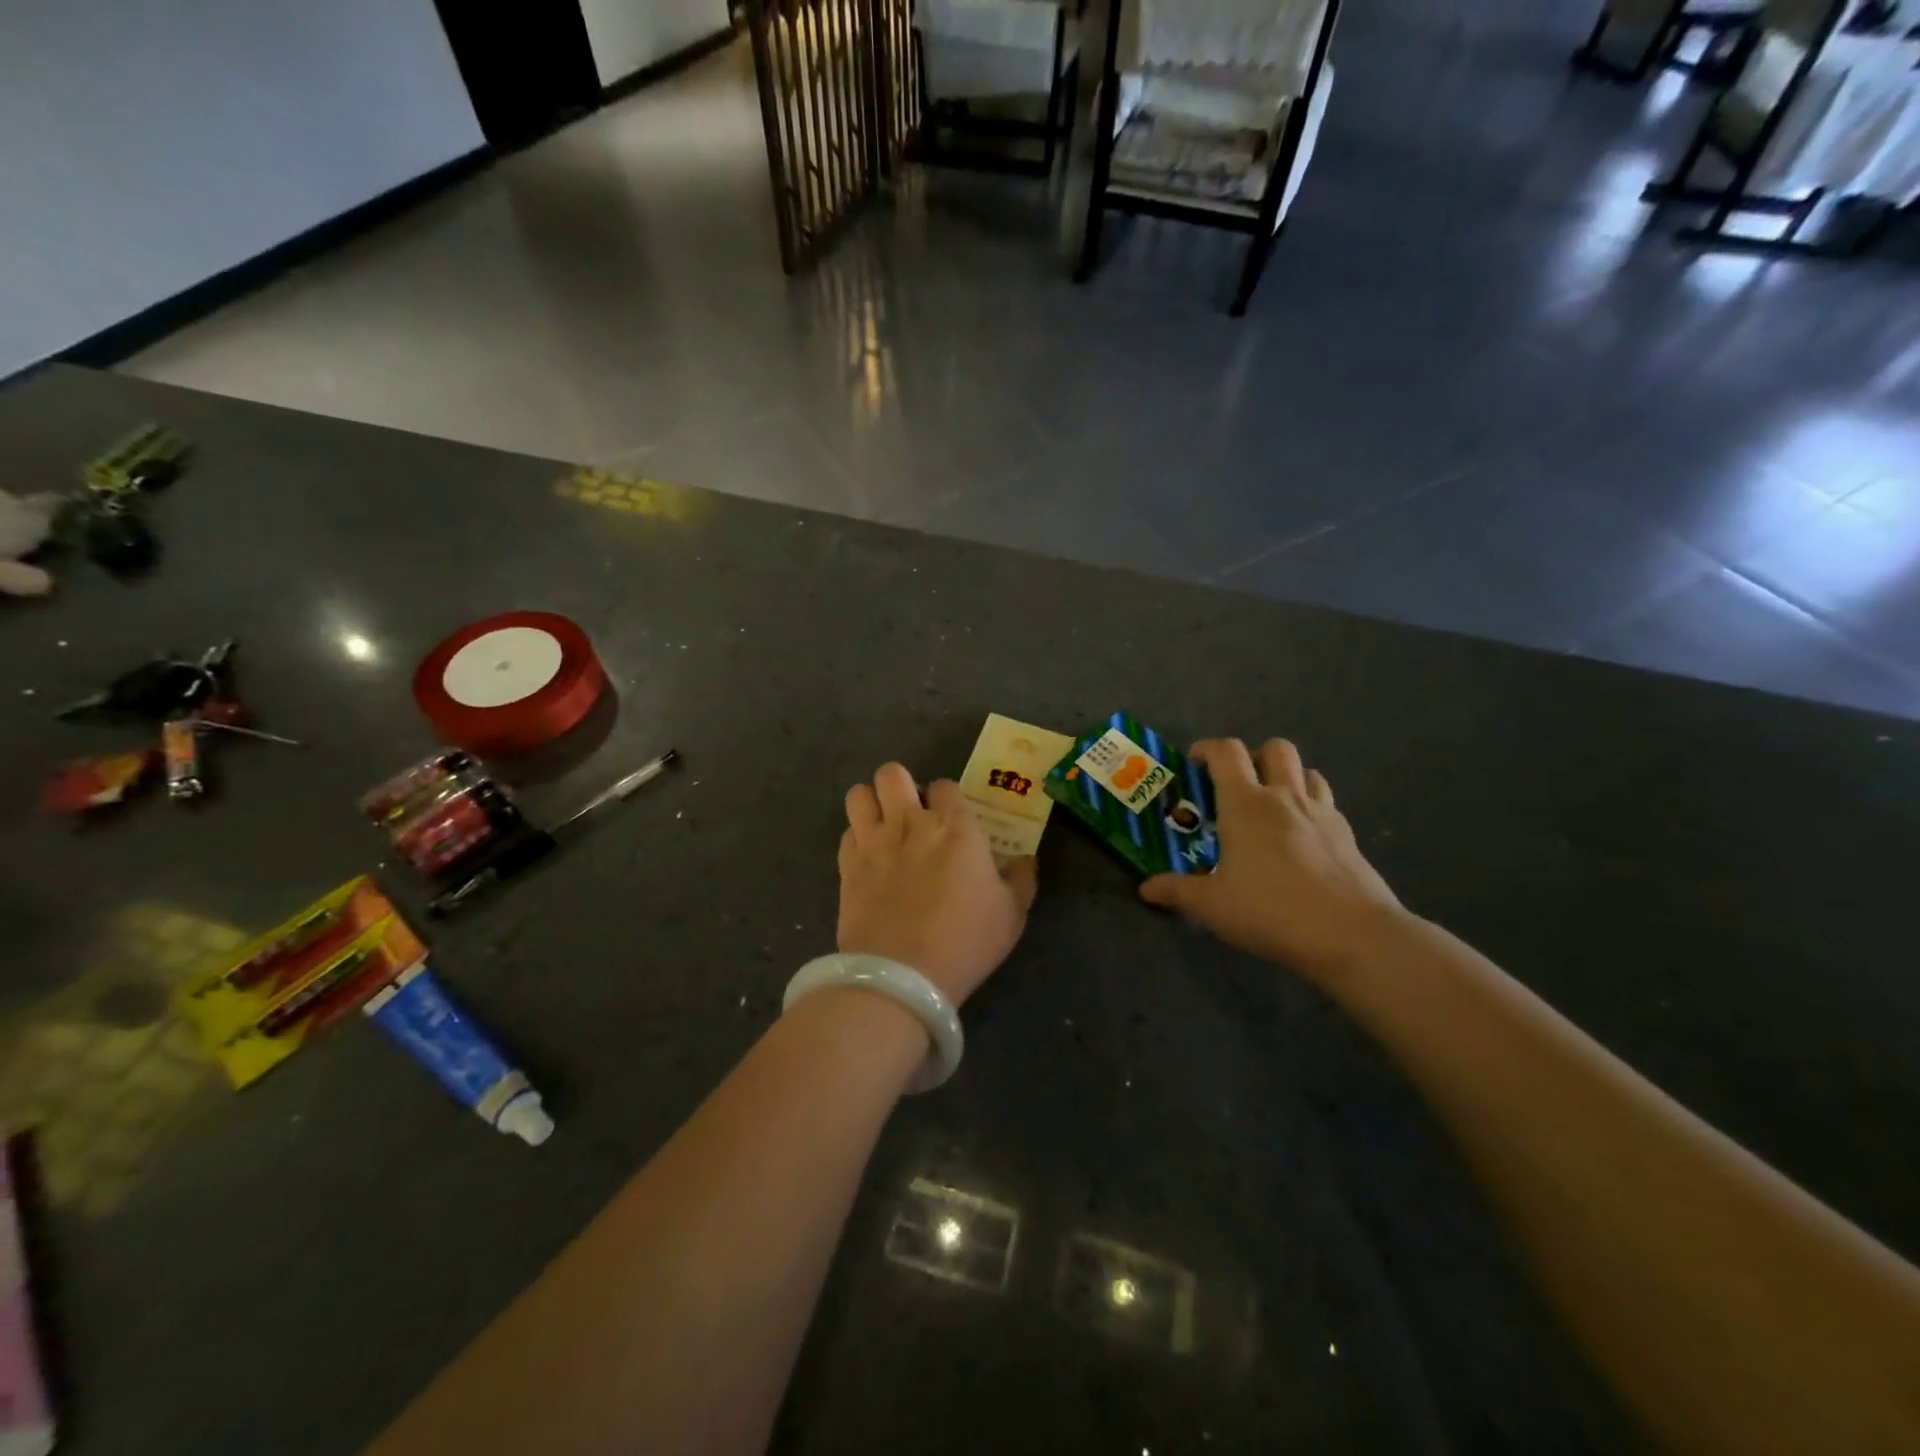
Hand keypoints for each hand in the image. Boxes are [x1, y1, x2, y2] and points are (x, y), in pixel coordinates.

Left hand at [838, 764, 1038, 1006]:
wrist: (902, 975)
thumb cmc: (965, 940)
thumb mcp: (1011, 914)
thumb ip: (1021, 879)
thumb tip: (1026, 859)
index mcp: (955, 826)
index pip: (945, 785)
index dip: (948, 798)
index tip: (952, 819)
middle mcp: (910, 822)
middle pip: (892, 774)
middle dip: (901, 785)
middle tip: (912, 813)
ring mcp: (873, 842)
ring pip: (859, 794)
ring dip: (871, 803)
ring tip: (883, 825)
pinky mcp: (846, 866)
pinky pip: (846, 832)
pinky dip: (856, 838)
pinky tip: (868, 858)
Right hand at [1140, 739, 1403, 981]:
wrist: (1352, 934)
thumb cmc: (1271, 910)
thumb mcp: (1212, 906)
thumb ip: (1177, 892)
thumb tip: (1146, 889)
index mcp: (1246, 804)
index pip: (1226, 752)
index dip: (1207, 749)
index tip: (1194, 763)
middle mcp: (1284, 797)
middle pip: (1274, 748)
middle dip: (1253, 756)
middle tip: (1237, 783)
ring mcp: (1321, 812)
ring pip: (1306, 770)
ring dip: (1286, 777)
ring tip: (1271, 805)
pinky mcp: (1347, 834)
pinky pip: (1326, 802)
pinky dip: (1310, 806)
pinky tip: (1301, 837)